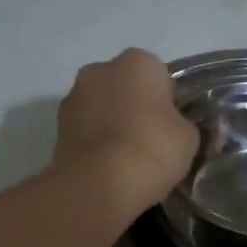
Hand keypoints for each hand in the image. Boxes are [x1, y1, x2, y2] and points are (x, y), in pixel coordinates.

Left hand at [54, 48, 198, 215]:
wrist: (100, 184)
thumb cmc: (152, 149)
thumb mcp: (189, 137)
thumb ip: (182, 123)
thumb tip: (174, 127)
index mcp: (137, 61)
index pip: (158, 75)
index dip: (167, 101)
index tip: (171, 127)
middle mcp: (99, 69)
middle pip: (124, 86)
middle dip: (134, 107)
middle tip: (149, 140)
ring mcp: (73, 97)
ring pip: (101, 107)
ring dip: (110, 123)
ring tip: (125, 159)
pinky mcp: (57, 127)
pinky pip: (85, 130)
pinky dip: (94, 142)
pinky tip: (106, 167)